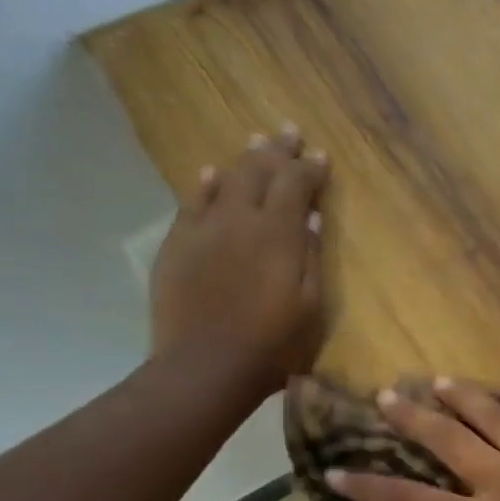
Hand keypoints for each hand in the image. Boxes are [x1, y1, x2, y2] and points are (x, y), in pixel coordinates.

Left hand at [150, 125, 328, 395]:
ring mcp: (204, 229)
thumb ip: (311, 258)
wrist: (207, 367)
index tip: (321, 157)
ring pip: (226, 180)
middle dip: (278, 150)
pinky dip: (206, 184)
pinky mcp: (178, 245)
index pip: (296, 184)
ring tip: (257, 143)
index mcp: (279, 234)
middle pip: (260, 171)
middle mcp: (241, 220)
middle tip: (289, 132)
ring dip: (245, 160)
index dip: (310, 168)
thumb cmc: (274, 346)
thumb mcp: (311, 308)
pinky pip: (192, 202)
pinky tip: (212, 174)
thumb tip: (310, 220)